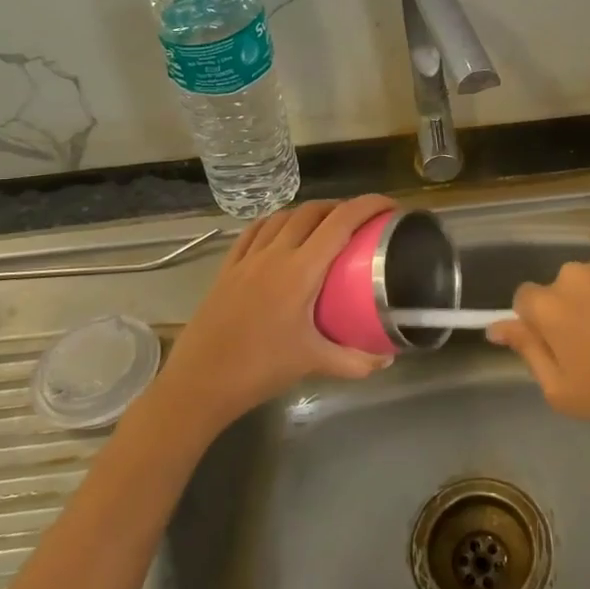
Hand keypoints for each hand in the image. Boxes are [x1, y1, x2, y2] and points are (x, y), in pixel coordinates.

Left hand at [154, 195, 397, 431]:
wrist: (199, 383)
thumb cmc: (259, 369)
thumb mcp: (313, 363)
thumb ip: (354, 360)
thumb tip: (387, 360)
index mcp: (300, 271)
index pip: (340, 222)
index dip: (368, 205)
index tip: (390, 206)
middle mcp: (274, 254)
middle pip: (312, 211)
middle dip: (341, 207)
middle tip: (362, 222)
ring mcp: (247, 259)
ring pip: (282, 216)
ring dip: (309, 212)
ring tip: (326, 225)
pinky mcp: (227, 268)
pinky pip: (254, 231)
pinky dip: (275, 222)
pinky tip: (281, 232)